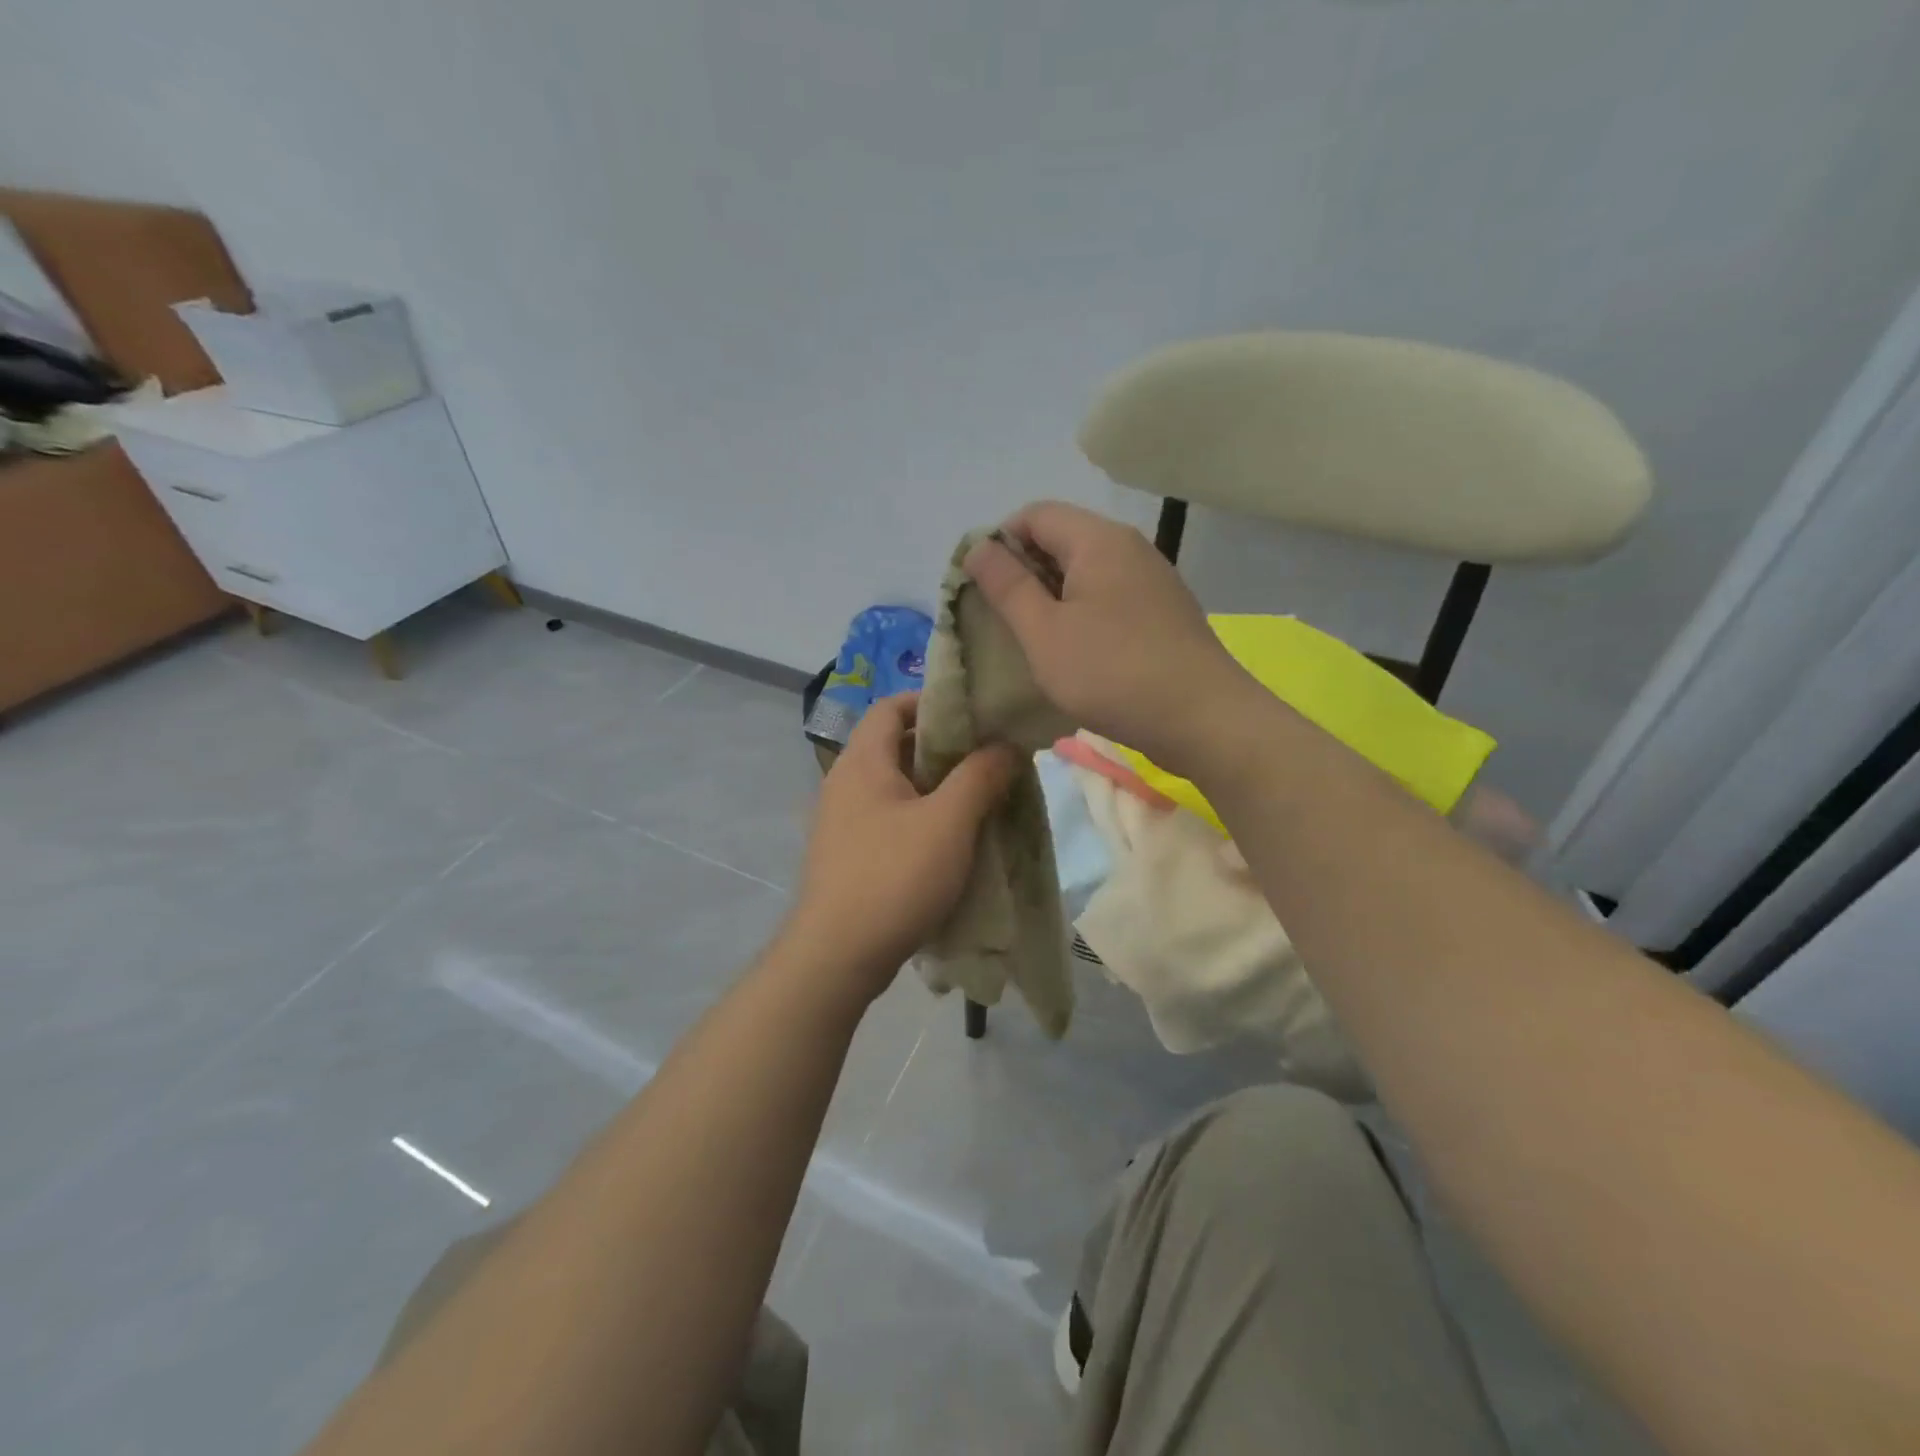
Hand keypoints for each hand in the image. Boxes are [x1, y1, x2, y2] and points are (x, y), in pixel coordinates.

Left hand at [784, 694, 1019, 1000]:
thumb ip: (980, 775)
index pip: (891, 706)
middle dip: (943, 748)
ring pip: (895, 787)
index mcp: (862, 763)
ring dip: (935, 788)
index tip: (974, 715)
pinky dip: (920, 819)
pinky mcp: (848, 855)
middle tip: (988, 759)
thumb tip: (1006, 744)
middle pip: (895, 746)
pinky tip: (950, 842)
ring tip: (978, 800)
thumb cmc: (894, 876)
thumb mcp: (949, 821)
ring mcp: (842, 822)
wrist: (837, 956)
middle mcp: (844, 784)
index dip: (931, 701)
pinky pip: (889, 820)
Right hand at [964, 501, 1251, 771]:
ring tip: (1033, 640)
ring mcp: (1152, 580)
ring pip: (1086, 572)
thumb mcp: (1045, 633)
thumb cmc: (1113, 673)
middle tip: (1000, 620)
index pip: (1034, 515)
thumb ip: (1007, 586)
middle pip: (1062, 539)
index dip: (998, 544)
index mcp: (1098, 540)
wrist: (1204, 720)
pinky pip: (1110, 597)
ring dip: (1052, 597)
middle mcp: (1129, 547)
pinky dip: (1082, 613)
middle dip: (1023, 572)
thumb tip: (978, 546)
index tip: (981, 590)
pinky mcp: (1163, 612)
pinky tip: (1075, 653)